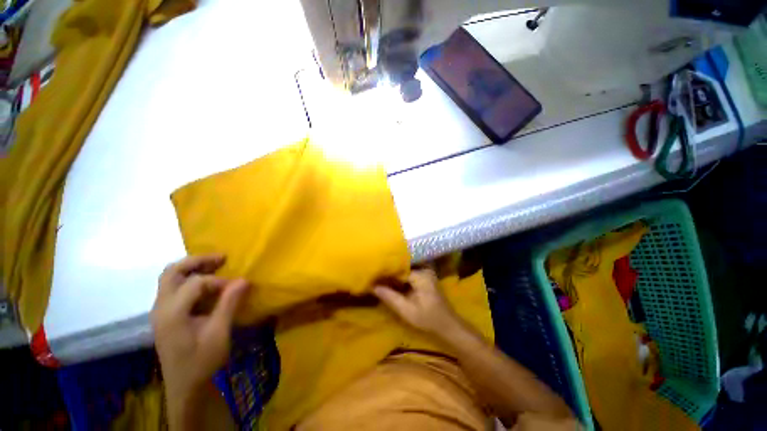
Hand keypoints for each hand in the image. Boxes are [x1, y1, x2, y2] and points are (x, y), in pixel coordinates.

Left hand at [151, 255, 248, 401]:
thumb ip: (229, 304)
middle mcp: (161, 307)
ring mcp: (160, 311)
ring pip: (170, 278)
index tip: (238, 288)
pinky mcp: (165, 316)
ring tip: (215, 265)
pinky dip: (189, 279)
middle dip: (197, 261)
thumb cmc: (202, 361)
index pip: (196, 283)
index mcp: (172, 313)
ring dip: (192, 268)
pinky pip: (173, 288)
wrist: (186, 386)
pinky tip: (205, 284)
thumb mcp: (219, 333)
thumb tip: (244, 280)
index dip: (219, 282)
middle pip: (172, 272)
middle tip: (222, 258)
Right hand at [373, 269, 462, 336]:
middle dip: (390, 270)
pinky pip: (410, 271)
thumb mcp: (406, 310)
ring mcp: (426, 271)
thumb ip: (390, 297)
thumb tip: (373, 286)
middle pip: (403, 265)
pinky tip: (392, 279)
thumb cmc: (428, 319)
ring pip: (406, 268)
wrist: (447, 325)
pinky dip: (401, 275)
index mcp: (420, 275)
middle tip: (376, 272)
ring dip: (395, 272)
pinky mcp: (426, 276)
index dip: (386, 270)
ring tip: (381, 274)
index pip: (399, 267)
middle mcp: (424, 269)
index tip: (374, 273)